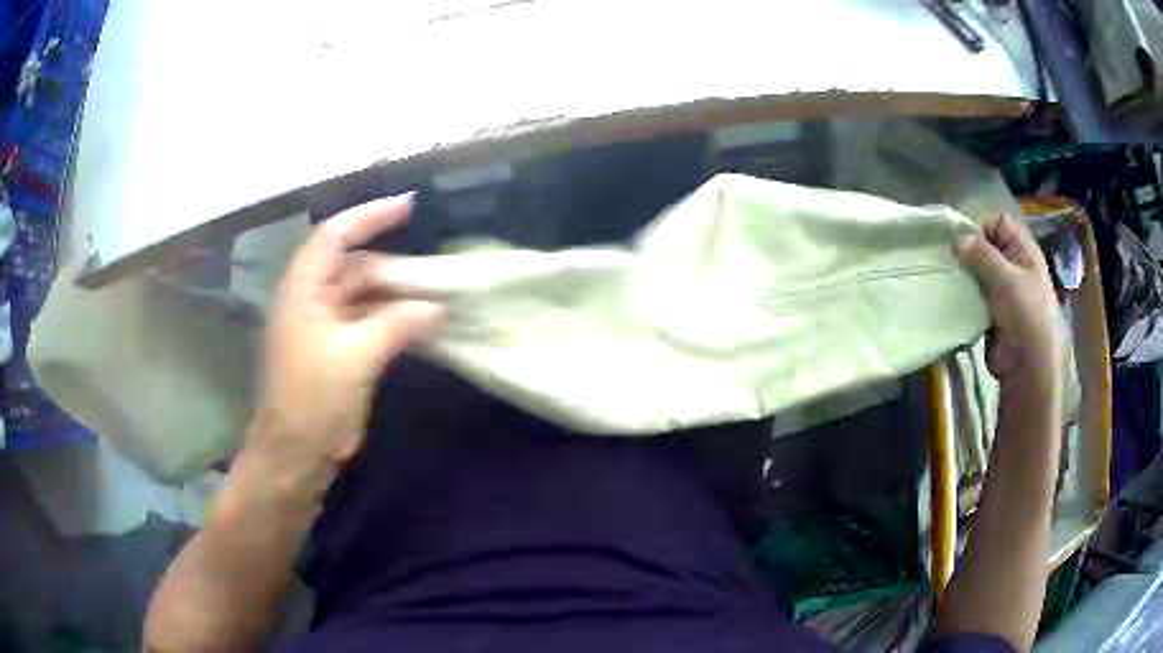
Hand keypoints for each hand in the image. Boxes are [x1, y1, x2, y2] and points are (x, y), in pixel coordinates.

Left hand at [258, 193, 442, 466]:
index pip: (335, 235)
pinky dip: (396, 319)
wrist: (297, 452)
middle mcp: (312, 299)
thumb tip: (437, 307)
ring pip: (366, 295)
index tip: (410, 207)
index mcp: (304, 289)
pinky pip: (370, 321)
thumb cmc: (314, 398)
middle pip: (355, 265)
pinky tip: (424, 323)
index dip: (370, 216)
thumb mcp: (356, 356)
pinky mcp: (339, 349)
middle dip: (394, 263)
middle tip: (436, 268)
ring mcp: (325, 325)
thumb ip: (397, 324)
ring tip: (438, 294)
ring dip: (398, 294)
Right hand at [956, 214, 1060, 383]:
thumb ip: (982, 255)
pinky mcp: (989, 310)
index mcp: (1022, 250)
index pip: (997, 221)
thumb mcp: (1006, 279)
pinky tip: (952, 297)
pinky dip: (963, 295)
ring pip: (976, 270)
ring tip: (948, 280)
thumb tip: (956, 239)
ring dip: (963, 275)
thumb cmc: (1026, 315)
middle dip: (967, 252)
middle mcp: (1012, 264)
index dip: (980, 225)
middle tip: (950, 261)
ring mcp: (1001, 288)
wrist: (1028, 366)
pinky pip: (973, 294)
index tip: (962, 241)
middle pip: (984, 245)